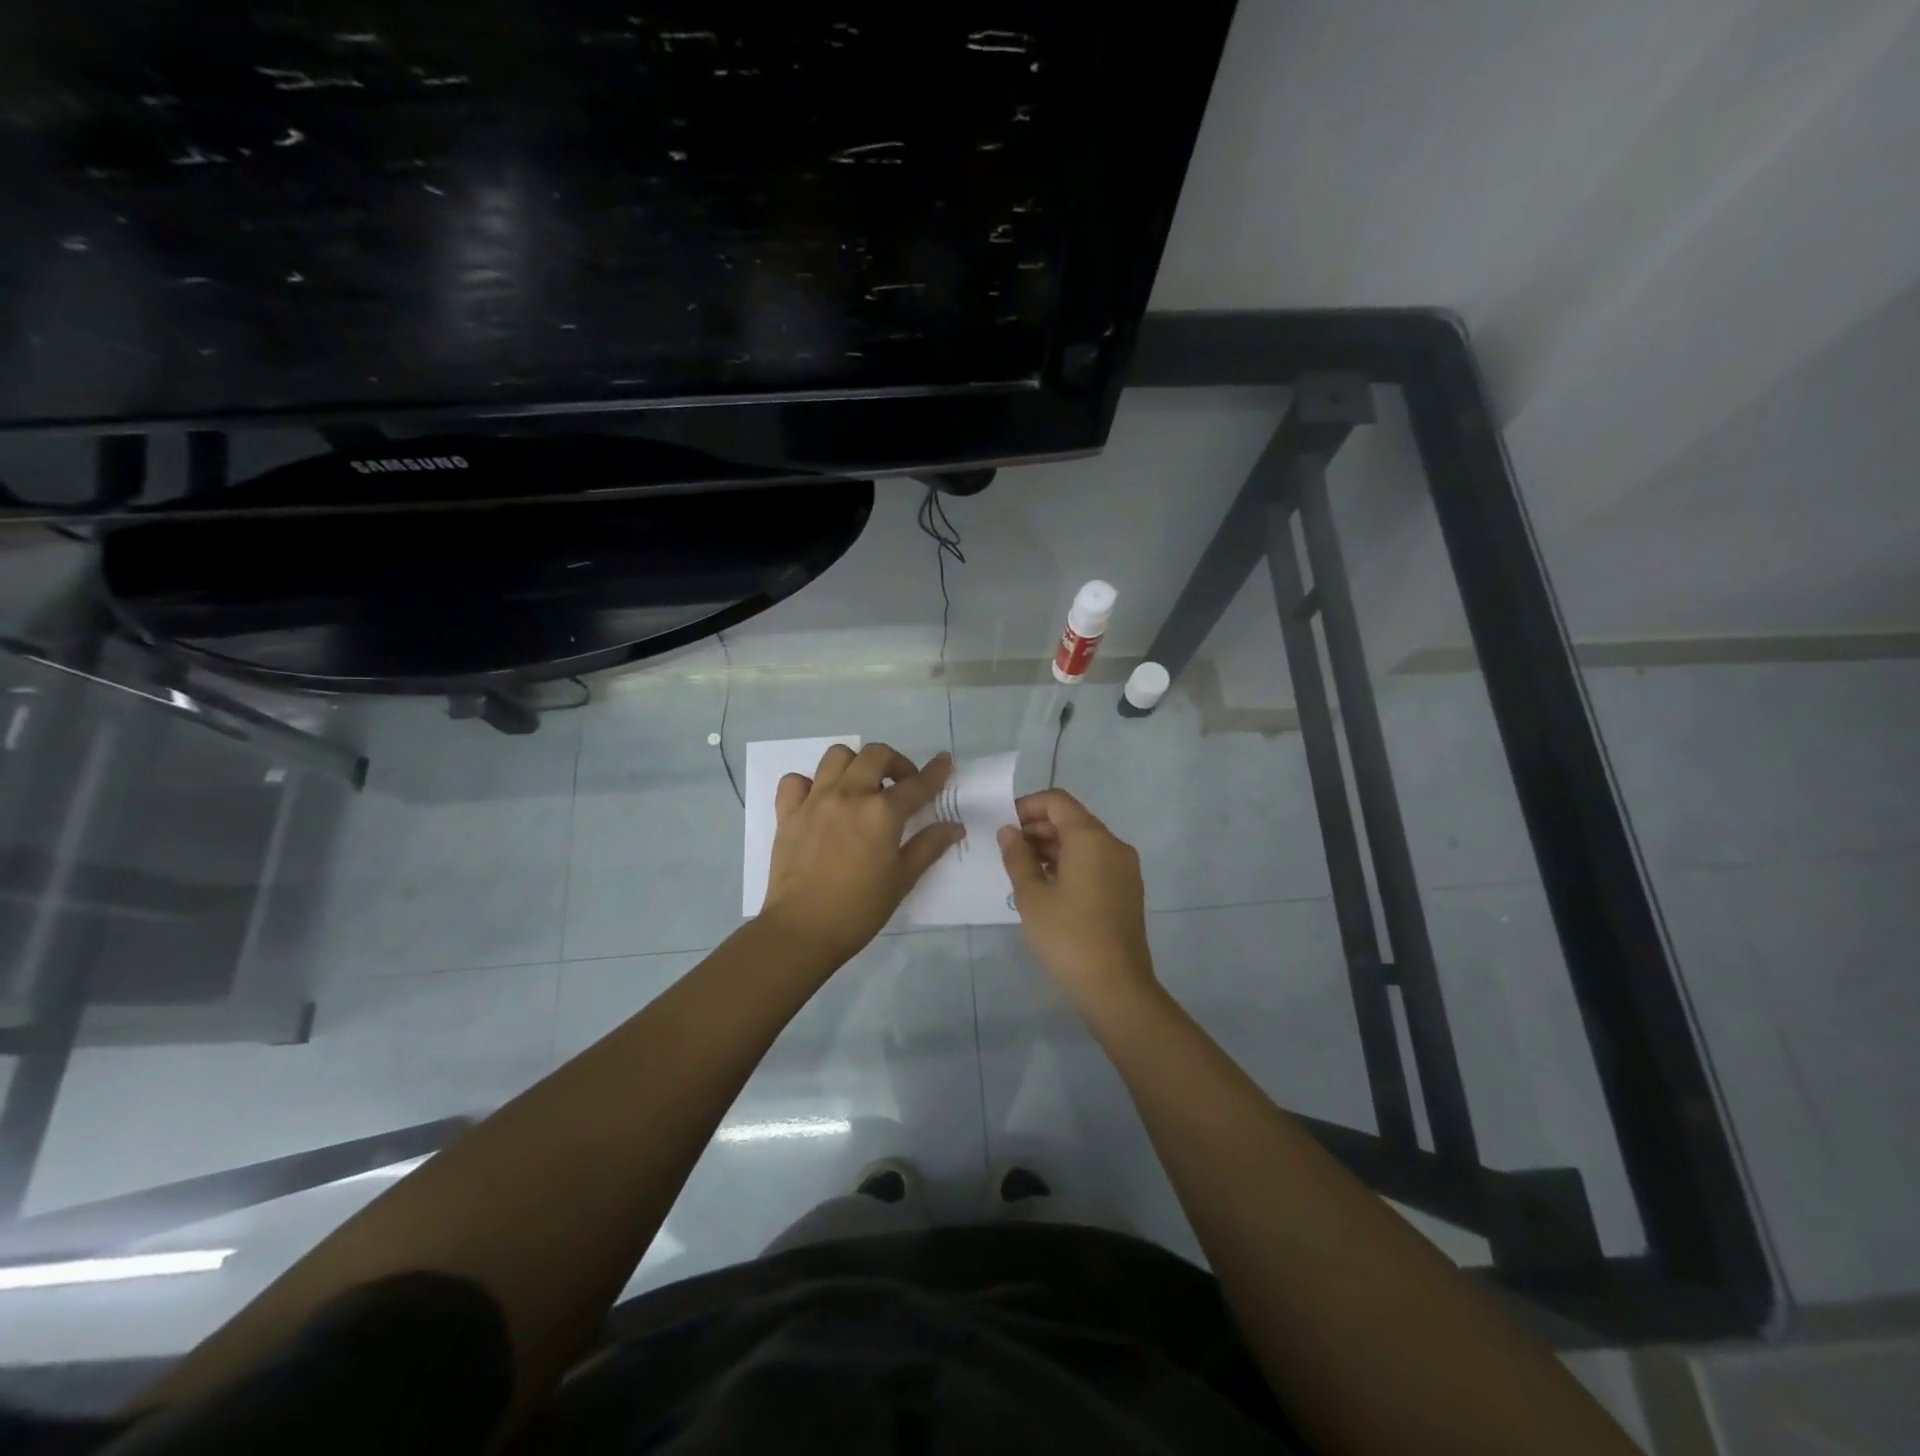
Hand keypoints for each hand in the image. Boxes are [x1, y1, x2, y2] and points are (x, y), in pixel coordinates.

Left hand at [762, 744, 962, 966]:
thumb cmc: (860, 909)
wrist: (802, 929)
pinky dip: (810, 783)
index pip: (917, 784)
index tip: (944, 762)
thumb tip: (954, 827)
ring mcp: (815, 800)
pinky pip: (795, 780)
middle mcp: (850, 794)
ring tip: (861, 786)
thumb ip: (929, 846)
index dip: (936, 771)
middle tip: (901, 785)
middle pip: (876, 755)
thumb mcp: (903, 879)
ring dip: (855, 764)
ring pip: (837, 756)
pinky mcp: (788, 813)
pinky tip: (819, 800)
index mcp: (882, 812)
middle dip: (895, 762)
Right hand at [997, 789, 1156, 1014]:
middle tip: (1007, 850)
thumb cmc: (1068, 938)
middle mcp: (1113, 845)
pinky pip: (1095, 861)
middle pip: (1072, 819)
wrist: (1117, 988)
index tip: (1003, 826)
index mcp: (1091, 839)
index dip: (1027, 806)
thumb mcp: (1032, 897)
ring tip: (1022, 870)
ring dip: (1052, 847)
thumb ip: (1017, 857)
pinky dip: (1070, 863)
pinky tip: (1047, 886)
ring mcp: (1124, 868)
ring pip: (1084, 841)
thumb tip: (1008, 831)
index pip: (1057, 801)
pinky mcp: (1127, 889)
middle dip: (1038, 827)